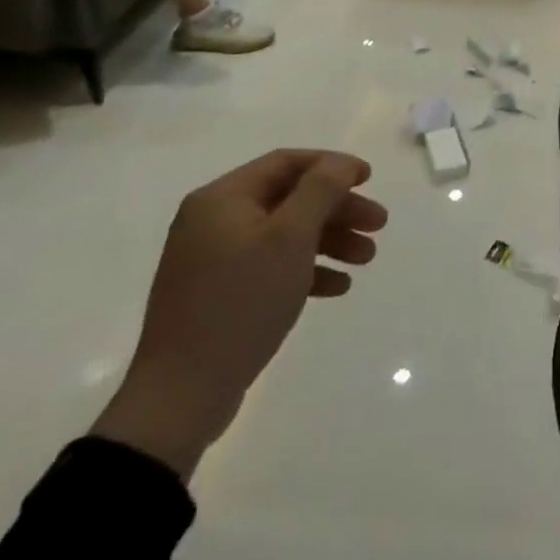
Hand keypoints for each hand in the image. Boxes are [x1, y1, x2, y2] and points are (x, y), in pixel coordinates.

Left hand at [90, 150, 386, 479]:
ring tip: (367, 259)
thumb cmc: (241, 301)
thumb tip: (340, 163)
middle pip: (289, 199)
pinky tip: (338, 286)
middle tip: (379, 224)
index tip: (369, 179)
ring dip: (329, 240)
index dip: (332, 165)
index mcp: (223, 198)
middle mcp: (214, 221)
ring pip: (284, 235)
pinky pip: (271, 267)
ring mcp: (214, 260)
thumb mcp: (289, 237)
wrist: (180, 397)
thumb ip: (321, 190)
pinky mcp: (220, 295)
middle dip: (338, 209)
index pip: (287, 162)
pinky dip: (306, 270)